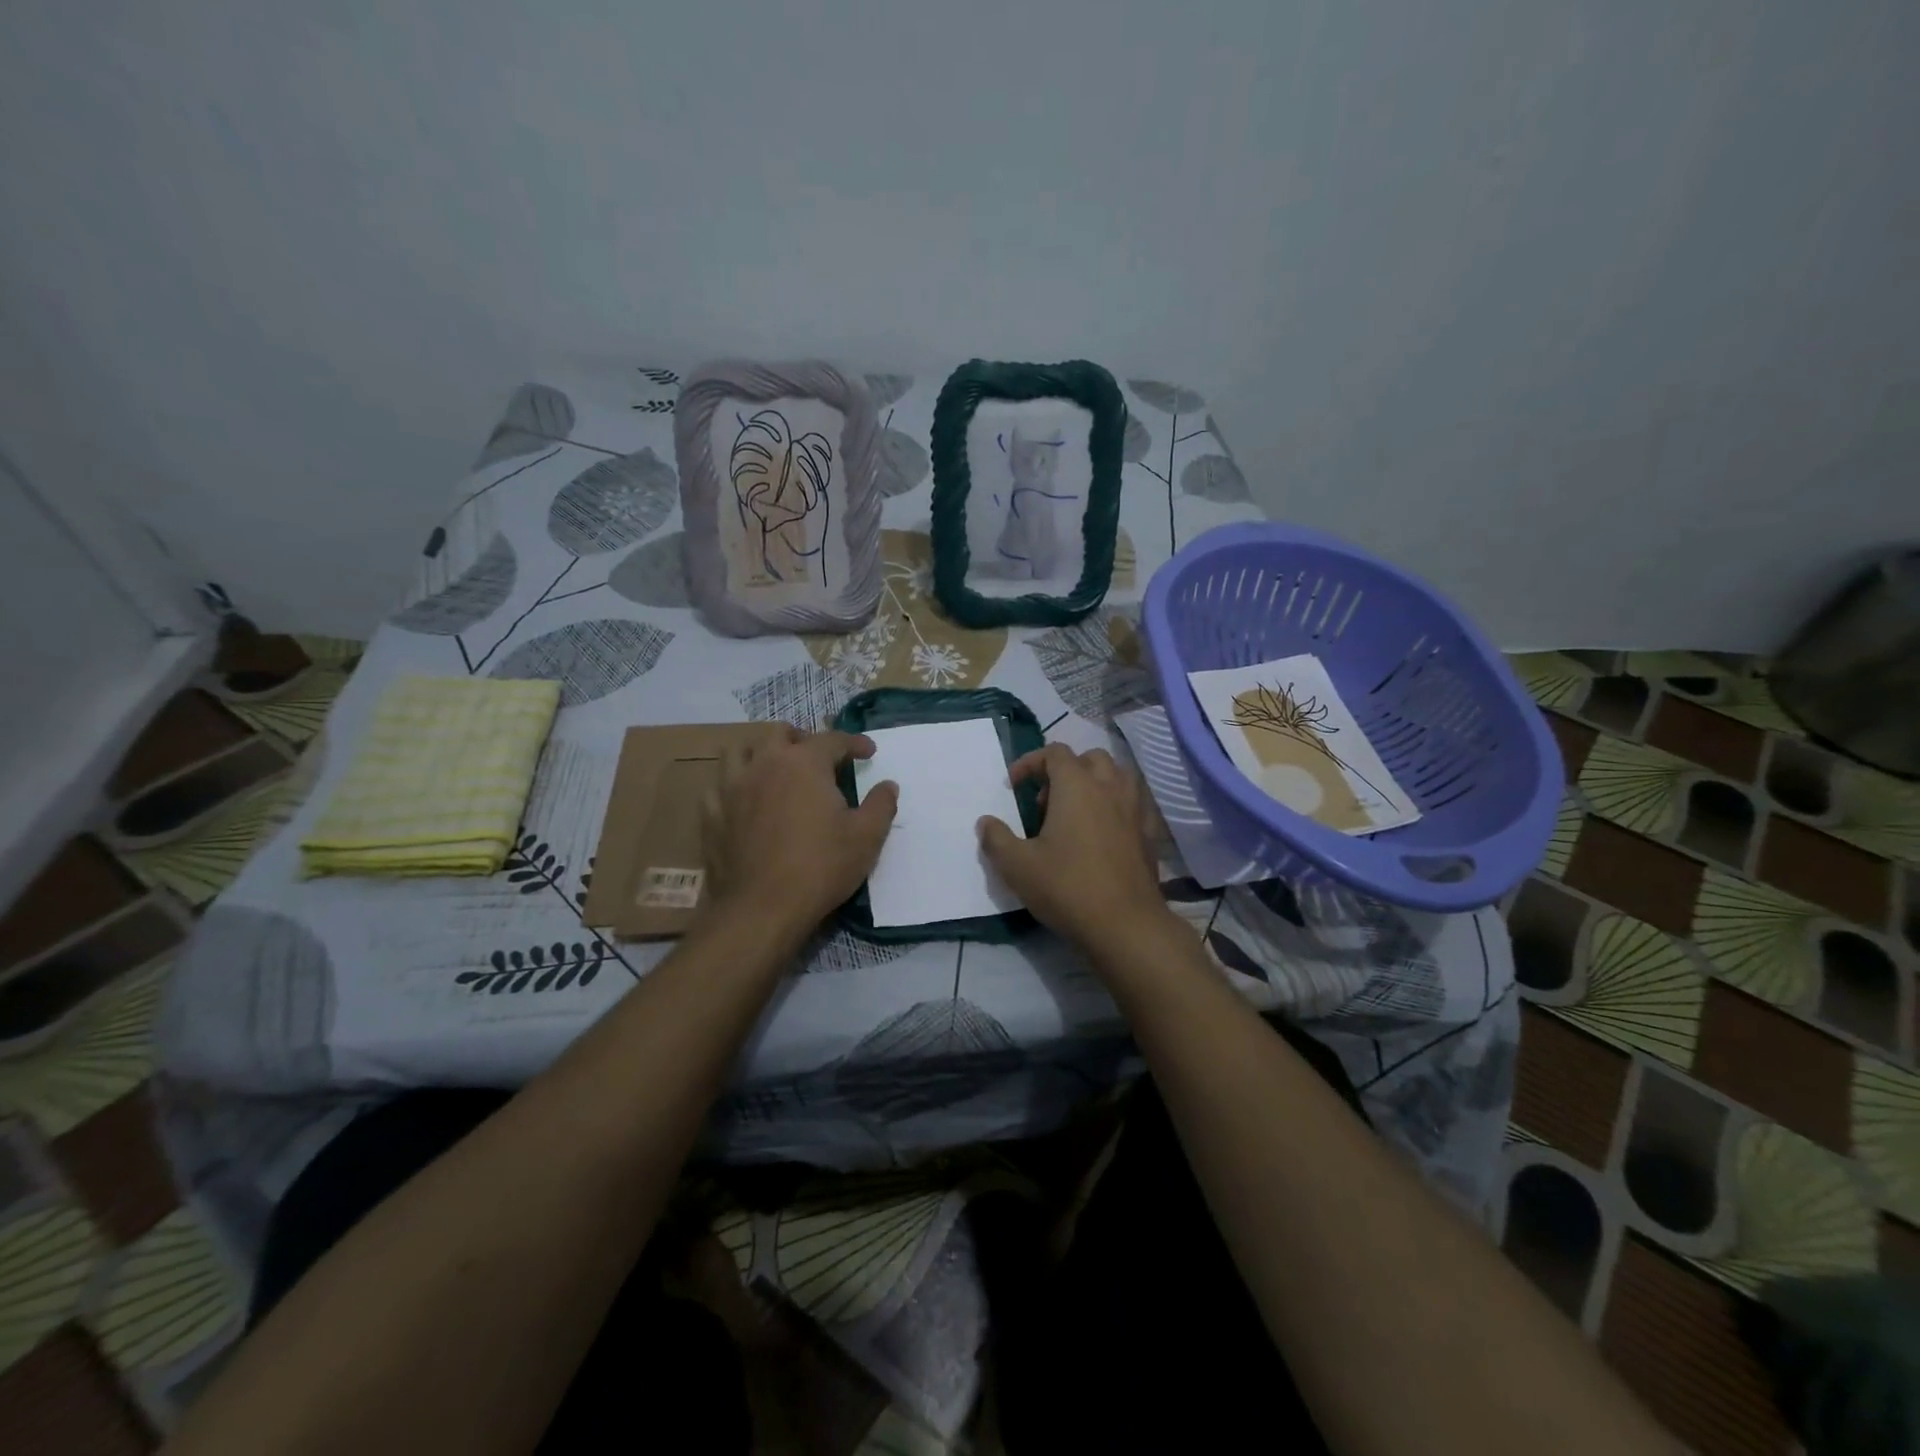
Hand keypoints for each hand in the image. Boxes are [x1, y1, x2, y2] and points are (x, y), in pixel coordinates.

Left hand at [705, 727, 897, 937]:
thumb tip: (888, 785)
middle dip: (801, 739)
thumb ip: (881, 805)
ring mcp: (732, 788)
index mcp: (804, 763)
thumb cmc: (821, 867)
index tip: (868, 752)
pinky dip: (733, 787)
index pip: (833, 739)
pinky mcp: (711, 815)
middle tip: (817, 758)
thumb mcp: (866, 837)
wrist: (762, 908)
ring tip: (774, 771)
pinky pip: (718, 787)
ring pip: (739, 751)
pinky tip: (743, 801)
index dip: (854, 742)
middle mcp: (764, 764)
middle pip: (779, 733)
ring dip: (760, 754)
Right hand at [977, 744, 1172, 956]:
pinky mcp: (1149, 834)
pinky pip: (1132, 804)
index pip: (1055, 753)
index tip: (1014, 786)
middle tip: (1044, 803)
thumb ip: (996, 839)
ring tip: (1075, 814)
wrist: (1125, 925)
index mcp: (1077, 786)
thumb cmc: (1067, 887)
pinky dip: (1114, 806)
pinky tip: (1101, 834)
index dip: (1030, 762)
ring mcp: (1135, 809)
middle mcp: (1110, 788)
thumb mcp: (1018, 866)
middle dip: (1064, 771)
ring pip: (1117, 777)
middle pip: (1089, 758)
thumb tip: (985, 822)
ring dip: (1093, 784)